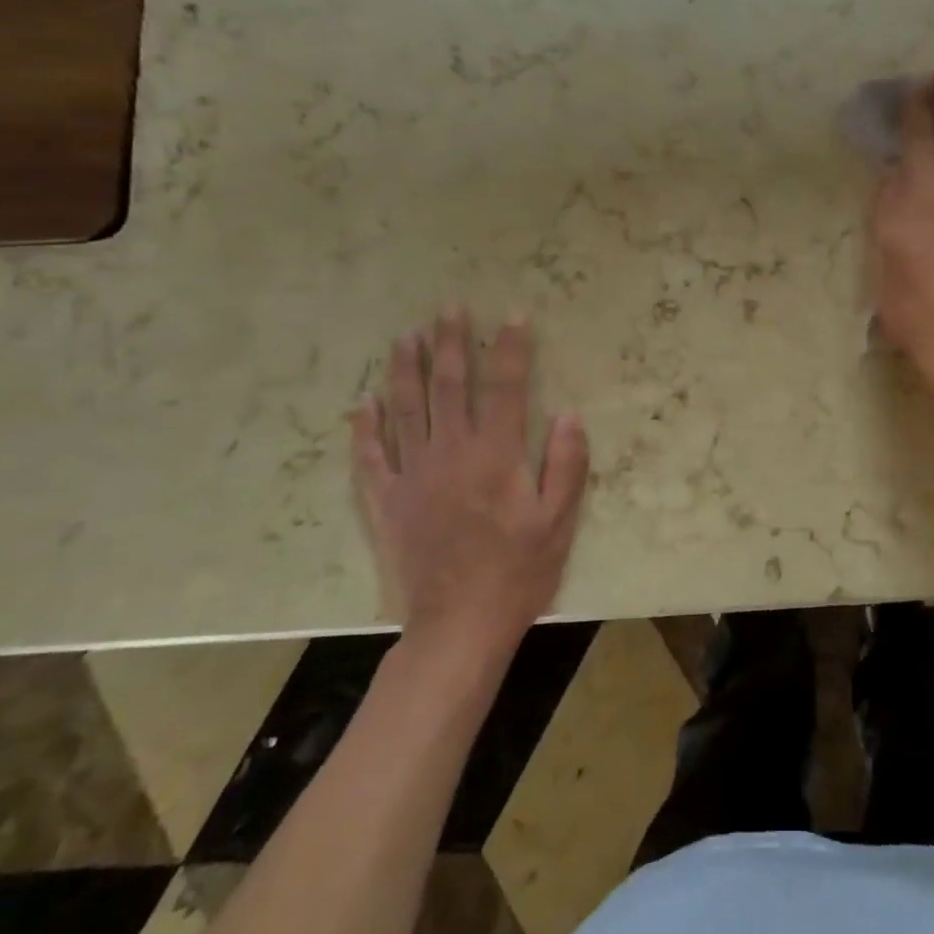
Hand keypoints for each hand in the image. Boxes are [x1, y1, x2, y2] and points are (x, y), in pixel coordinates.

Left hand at [350, 309, 589, 658]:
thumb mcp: (559, 521)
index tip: (512, 316)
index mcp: (496, 455)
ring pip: (405, 409)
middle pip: (449, 386)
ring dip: (405, 369)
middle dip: (451, 343)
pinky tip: (363, 403)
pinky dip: (365, 428)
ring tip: (406, 337)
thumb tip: (570, 413)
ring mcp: (413, 475)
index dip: (510, 348)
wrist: (459, 625)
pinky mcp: (387, 502)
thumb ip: (566, 464)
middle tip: (447, 308)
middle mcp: (451, 453)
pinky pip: (371, 457)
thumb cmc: (518, 571)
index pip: (506, 387)